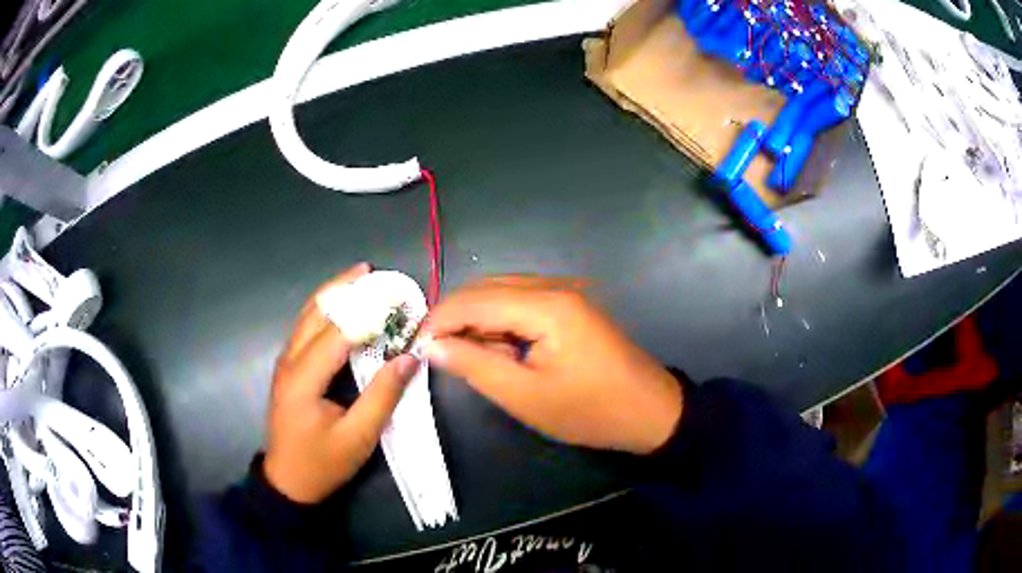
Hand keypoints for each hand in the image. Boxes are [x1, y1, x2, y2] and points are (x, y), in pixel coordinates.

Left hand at [264, 263, 419, 503]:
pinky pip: (305, 329)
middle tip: (373, 272)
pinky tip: (342, 309)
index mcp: (303, 378)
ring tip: (359, 279)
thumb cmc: (322, 463)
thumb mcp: (358, 437)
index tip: (396, 297)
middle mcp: (289, 361)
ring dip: (333, 295)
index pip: (337, 332)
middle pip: (315, 312)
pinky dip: (325, 312)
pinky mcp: (288, 369)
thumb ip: (382, 396)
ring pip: (307, 316)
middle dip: (343, 288)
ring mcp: (285, 363)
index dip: (367, 312)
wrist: (288, 482)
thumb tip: (409, 357)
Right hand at [421, 276, 681, 453]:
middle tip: (435, 352)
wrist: (651, 412)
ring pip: (503, 293)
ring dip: (477, 319)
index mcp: (545, 305)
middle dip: (455, 317)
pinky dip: (501, 321)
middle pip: (487, 289)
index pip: (474, 301)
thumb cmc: (590, 411)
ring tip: (464, 355)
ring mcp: (566, 292)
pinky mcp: (572, 304)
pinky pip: (523, 302)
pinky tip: (497, 348)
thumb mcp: (526, 397)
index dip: (438, 320)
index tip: (413, 344)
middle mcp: (554, 286)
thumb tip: (431, 345)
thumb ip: (474, 366)